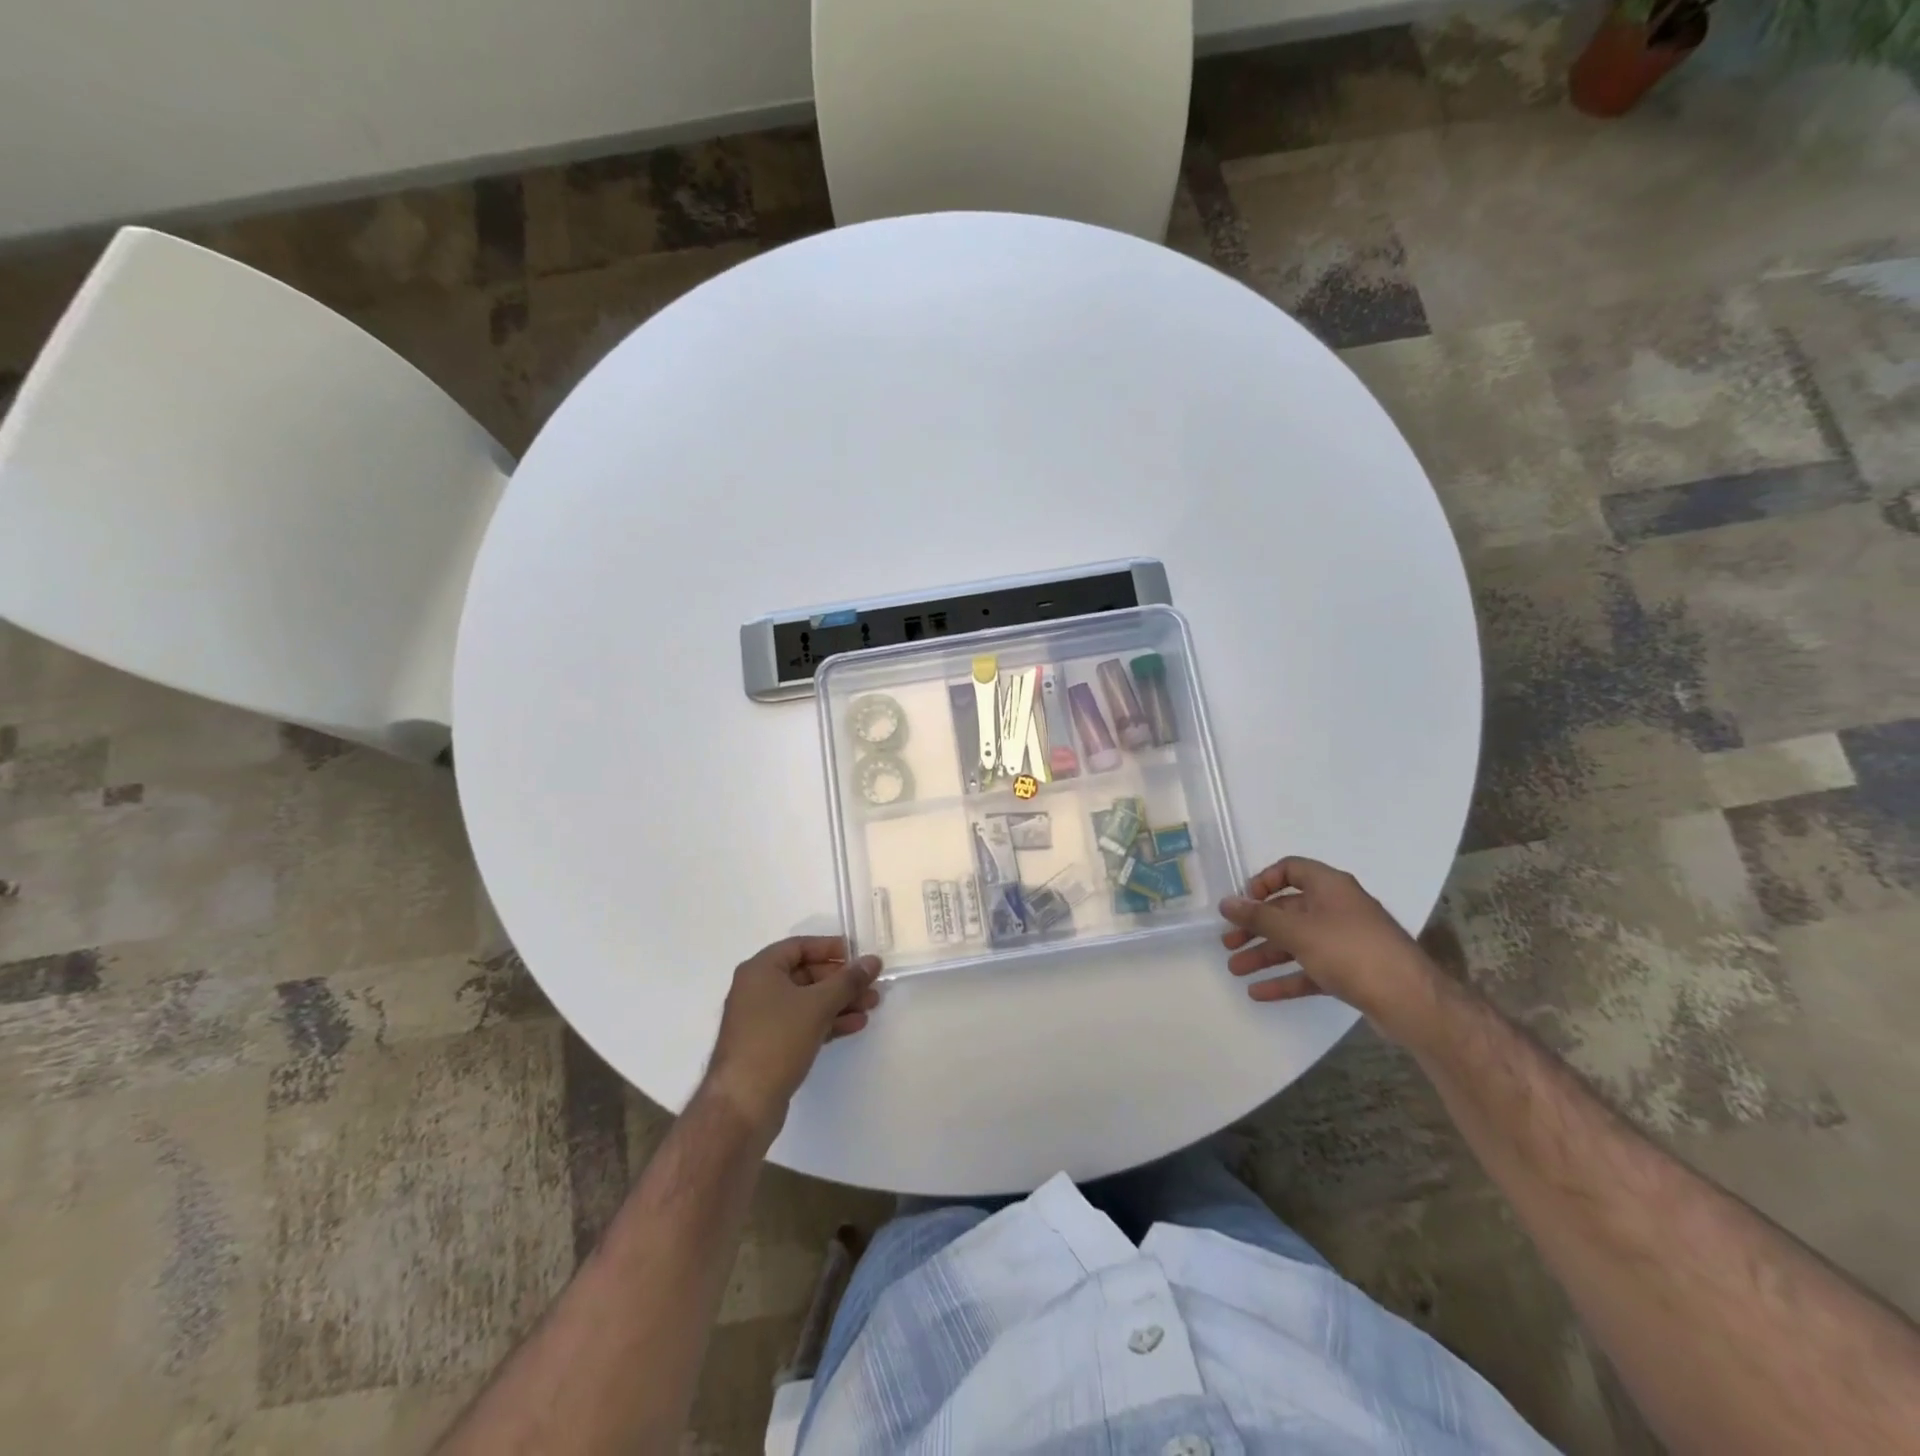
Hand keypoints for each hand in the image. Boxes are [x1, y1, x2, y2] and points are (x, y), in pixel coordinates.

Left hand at [701, 937, 880, 1132]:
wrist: (742, 1104)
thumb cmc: (777, 1040)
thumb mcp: (817, 1005)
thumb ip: (848, 981)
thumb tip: (872, 961)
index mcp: (760, 970)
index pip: (799, 946)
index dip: (830, 948)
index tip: (858, 955)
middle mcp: (758, 989)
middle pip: (806, 974)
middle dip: (841, 980)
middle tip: (871, 985)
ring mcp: (763, 1020)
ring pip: (807, 1001)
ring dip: (839, 1002)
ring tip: (871, 1006)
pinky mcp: (770, 1046)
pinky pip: (803, 1023)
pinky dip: (827, 1021)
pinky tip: (854, 1025)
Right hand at [1219, 857, 1445, 1044]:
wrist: (1410, 1001)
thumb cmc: (1350, 952)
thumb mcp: (1297, 931)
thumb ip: (1258, 916)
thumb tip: (1226, 902)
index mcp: (1329, 887)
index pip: (1291, 869)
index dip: (1263, 882)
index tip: (1244, 902)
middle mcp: (1338, 908)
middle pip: (1288, 910)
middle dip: (1256, 927)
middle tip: (1228, 942)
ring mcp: (1345, 941)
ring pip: (1296, 942)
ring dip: (1265, 954)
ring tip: (1236, 970)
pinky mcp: (1350, 971)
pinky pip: (1310, 969)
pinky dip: (1286, 978)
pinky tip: (1259, 992)